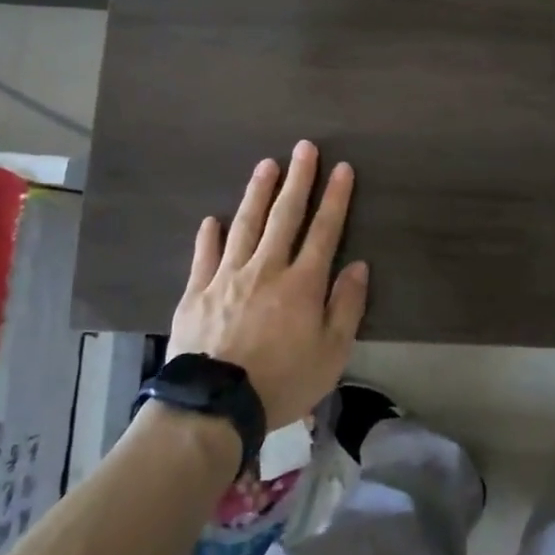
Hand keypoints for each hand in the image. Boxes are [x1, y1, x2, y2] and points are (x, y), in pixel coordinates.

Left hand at [166, 141, 368, 425]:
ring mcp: (227, 277)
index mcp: (302, 283)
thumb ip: (346, 307)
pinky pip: (204, 255)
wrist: (214, 407)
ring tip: (266, 165)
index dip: (335, 198)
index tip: (341, 168)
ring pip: (245, 225)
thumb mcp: (331, 353)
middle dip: (298, 179)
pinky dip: (209, 236)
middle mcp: (266, 269)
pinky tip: (212, 220)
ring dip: (257, 193)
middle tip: (304, 147)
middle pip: (284, 216)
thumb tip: (358, 266)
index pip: (324, 230)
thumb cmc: (282, 381)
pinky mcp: (196, 292)